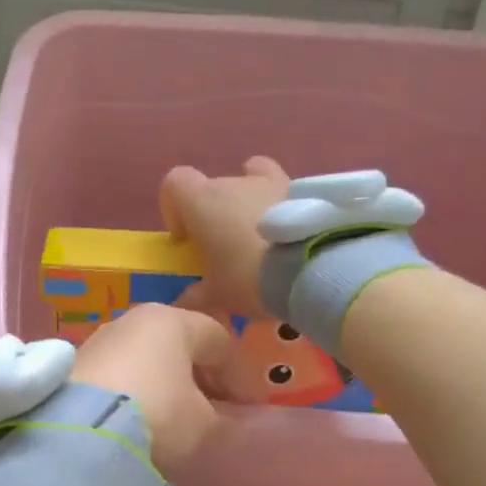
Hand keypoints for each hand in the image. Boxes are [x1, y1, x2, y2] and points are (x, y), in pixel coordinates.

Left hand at [68, 304, 232, 471]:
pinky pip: (118, 373)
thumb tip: (231, 423)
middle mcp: (133, 320)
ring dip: (166, 383)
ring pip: (146, 357)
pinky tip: (139, 418)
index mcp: (172, 321)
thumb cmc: (158, 416)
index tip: (247, 408)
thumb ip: (225, 421)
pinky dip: (135, 390)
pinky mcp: (74, 365)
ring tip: (175, 418)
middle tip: (214, 410)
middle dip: (200, 376)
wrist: (80, 433)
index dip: (239, 375)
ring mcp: (100, 339)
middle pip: (179, 343)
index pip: (219, 340)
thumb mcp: (204, 426)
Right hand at [158, 157, 291, 318]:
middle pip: (215, 188)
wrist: (311, 268)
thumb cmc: (248, 276)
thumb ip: (195, 296)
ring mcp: (272, 182)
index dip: (175, 206)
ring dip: (250, 204)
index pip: (175, 183)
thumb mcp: (216, 295)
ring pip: (253, 181)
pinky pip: (285, 192)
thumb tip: (182, 304)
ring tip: (261, 238)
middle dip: (216, 213)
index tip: (185, 236)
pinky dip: (282, 208)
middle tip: (226, 249)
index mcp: (202, 201)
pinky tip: (290, 237)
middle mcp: (234, 182)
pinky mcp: (305, 190)